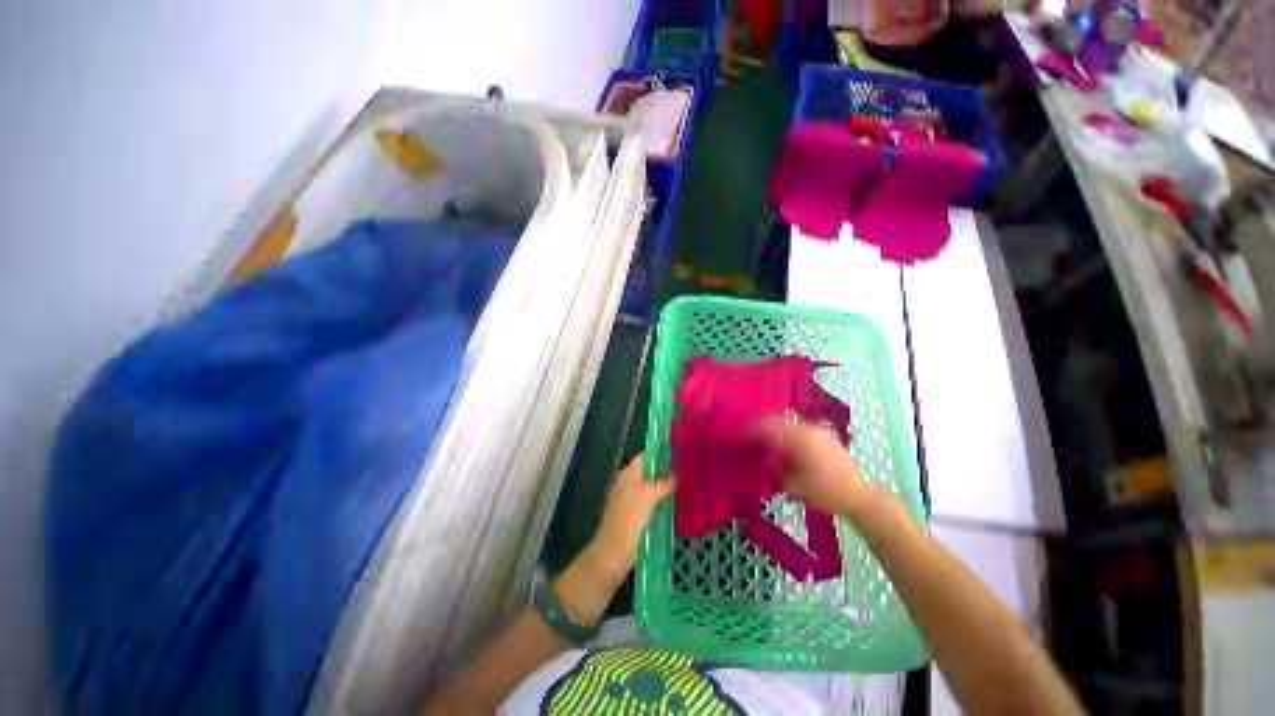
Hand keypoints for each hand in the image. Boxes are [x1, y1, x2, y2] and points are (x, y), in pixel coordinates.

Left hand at [590, 454, 674, 570]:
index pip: (646, 456)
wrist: (613, 552)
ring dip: (664, 485)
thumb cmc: (631, 518)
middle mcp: (627, 482)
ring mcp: (629, 499)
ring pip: (650, 486)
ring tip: (685, 484)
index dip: (661, 452)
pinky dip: (660, 499)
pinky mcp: (633, 514)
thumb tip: (677, 475)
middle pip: (648, 471)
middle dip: (665, 469)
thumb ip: (664, 483)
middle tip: (686, 469)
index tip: (679, 451)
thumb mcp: (650, 496)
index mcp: (629, 473)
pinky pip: (649, 501)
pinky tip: (674, 503)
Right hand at [756, 418, 879, 517]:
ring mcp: (817, 430)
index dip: (749, 430)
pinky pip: (798, 428)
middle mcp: (807, 429)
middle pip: (776, 421)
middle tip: (747, 437)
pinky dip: (786, 433)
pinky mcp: (824, 435)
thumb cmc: (826, 493)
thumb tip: (762, 460)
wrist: (860, 495)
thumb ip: (774, 469)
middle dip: (760, 427)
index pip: (766, 428)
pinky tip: (783, 444)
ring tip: (763, 441)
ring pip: (787, 423)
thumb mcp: (794, 486)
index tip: (737, 436)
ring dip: (773, 429)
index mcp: (798, 439)